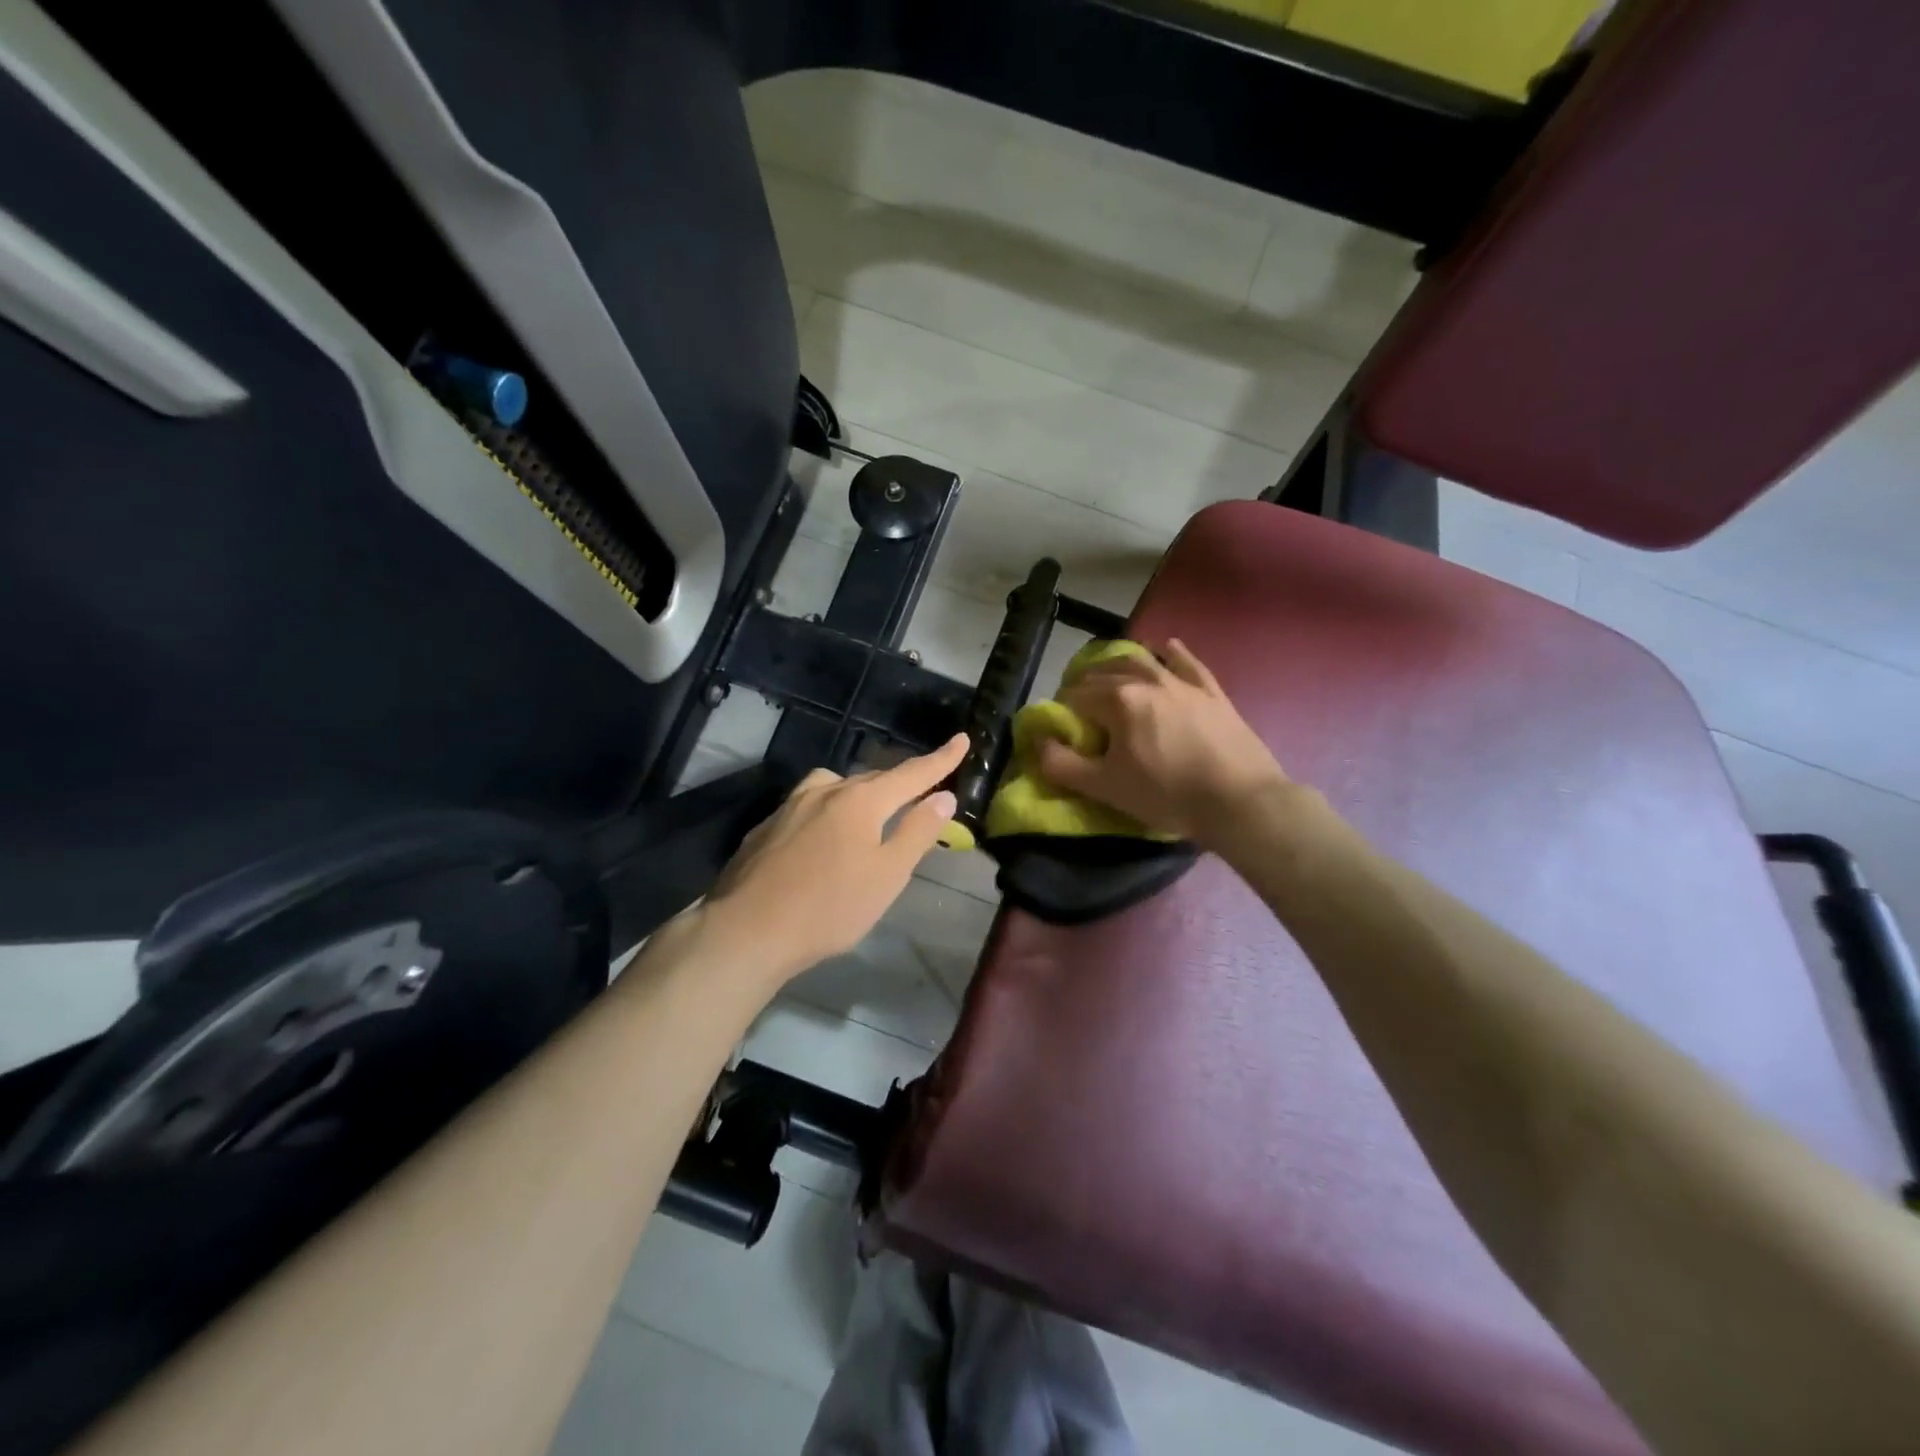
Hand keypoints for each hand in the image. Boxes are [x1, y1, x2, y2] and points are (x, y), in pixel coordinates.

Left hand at [702, 733, 968, 987]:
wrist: (747, 930)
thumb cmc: (830, 907)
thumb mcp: (888, 875)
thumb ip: (918, 832)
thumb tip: (944, 796)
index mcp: (860, 800)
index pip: (911, 773)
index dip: (941, 759)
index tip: (963, 740)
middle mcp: (824, 792)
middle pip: (872, 779)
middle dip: (899, 784)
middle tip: (919, 795)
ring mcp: (789, 807)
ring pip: (833, 787)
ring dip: (858, 794)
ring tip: (867, 817)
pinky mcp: (766, 828)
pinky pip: (807, 808)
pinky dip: (826, 813)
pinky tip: (821, 842)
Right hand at [1036, 639, 1288, 847]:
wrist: (1239, 800)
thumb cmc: (1166, 794)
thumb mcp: (1105, 787)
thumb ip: (1062, 765)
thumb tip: (1039, 743)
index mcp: (1117, 700)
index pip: (1076, 695)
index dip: (1064, 710)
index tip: (1065, 729)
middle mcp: (1147, 680)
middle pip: (1105, 673)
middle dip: (1086, 684)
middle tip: (1082, 706)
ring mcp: (1183, 682)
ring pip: (1143, 661)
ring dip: (1120, 664)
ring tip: (1111, 675)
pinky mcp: (1212, 692)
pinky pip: (1188, 663)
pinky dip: (1173, 653)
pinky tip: (1167, 647)